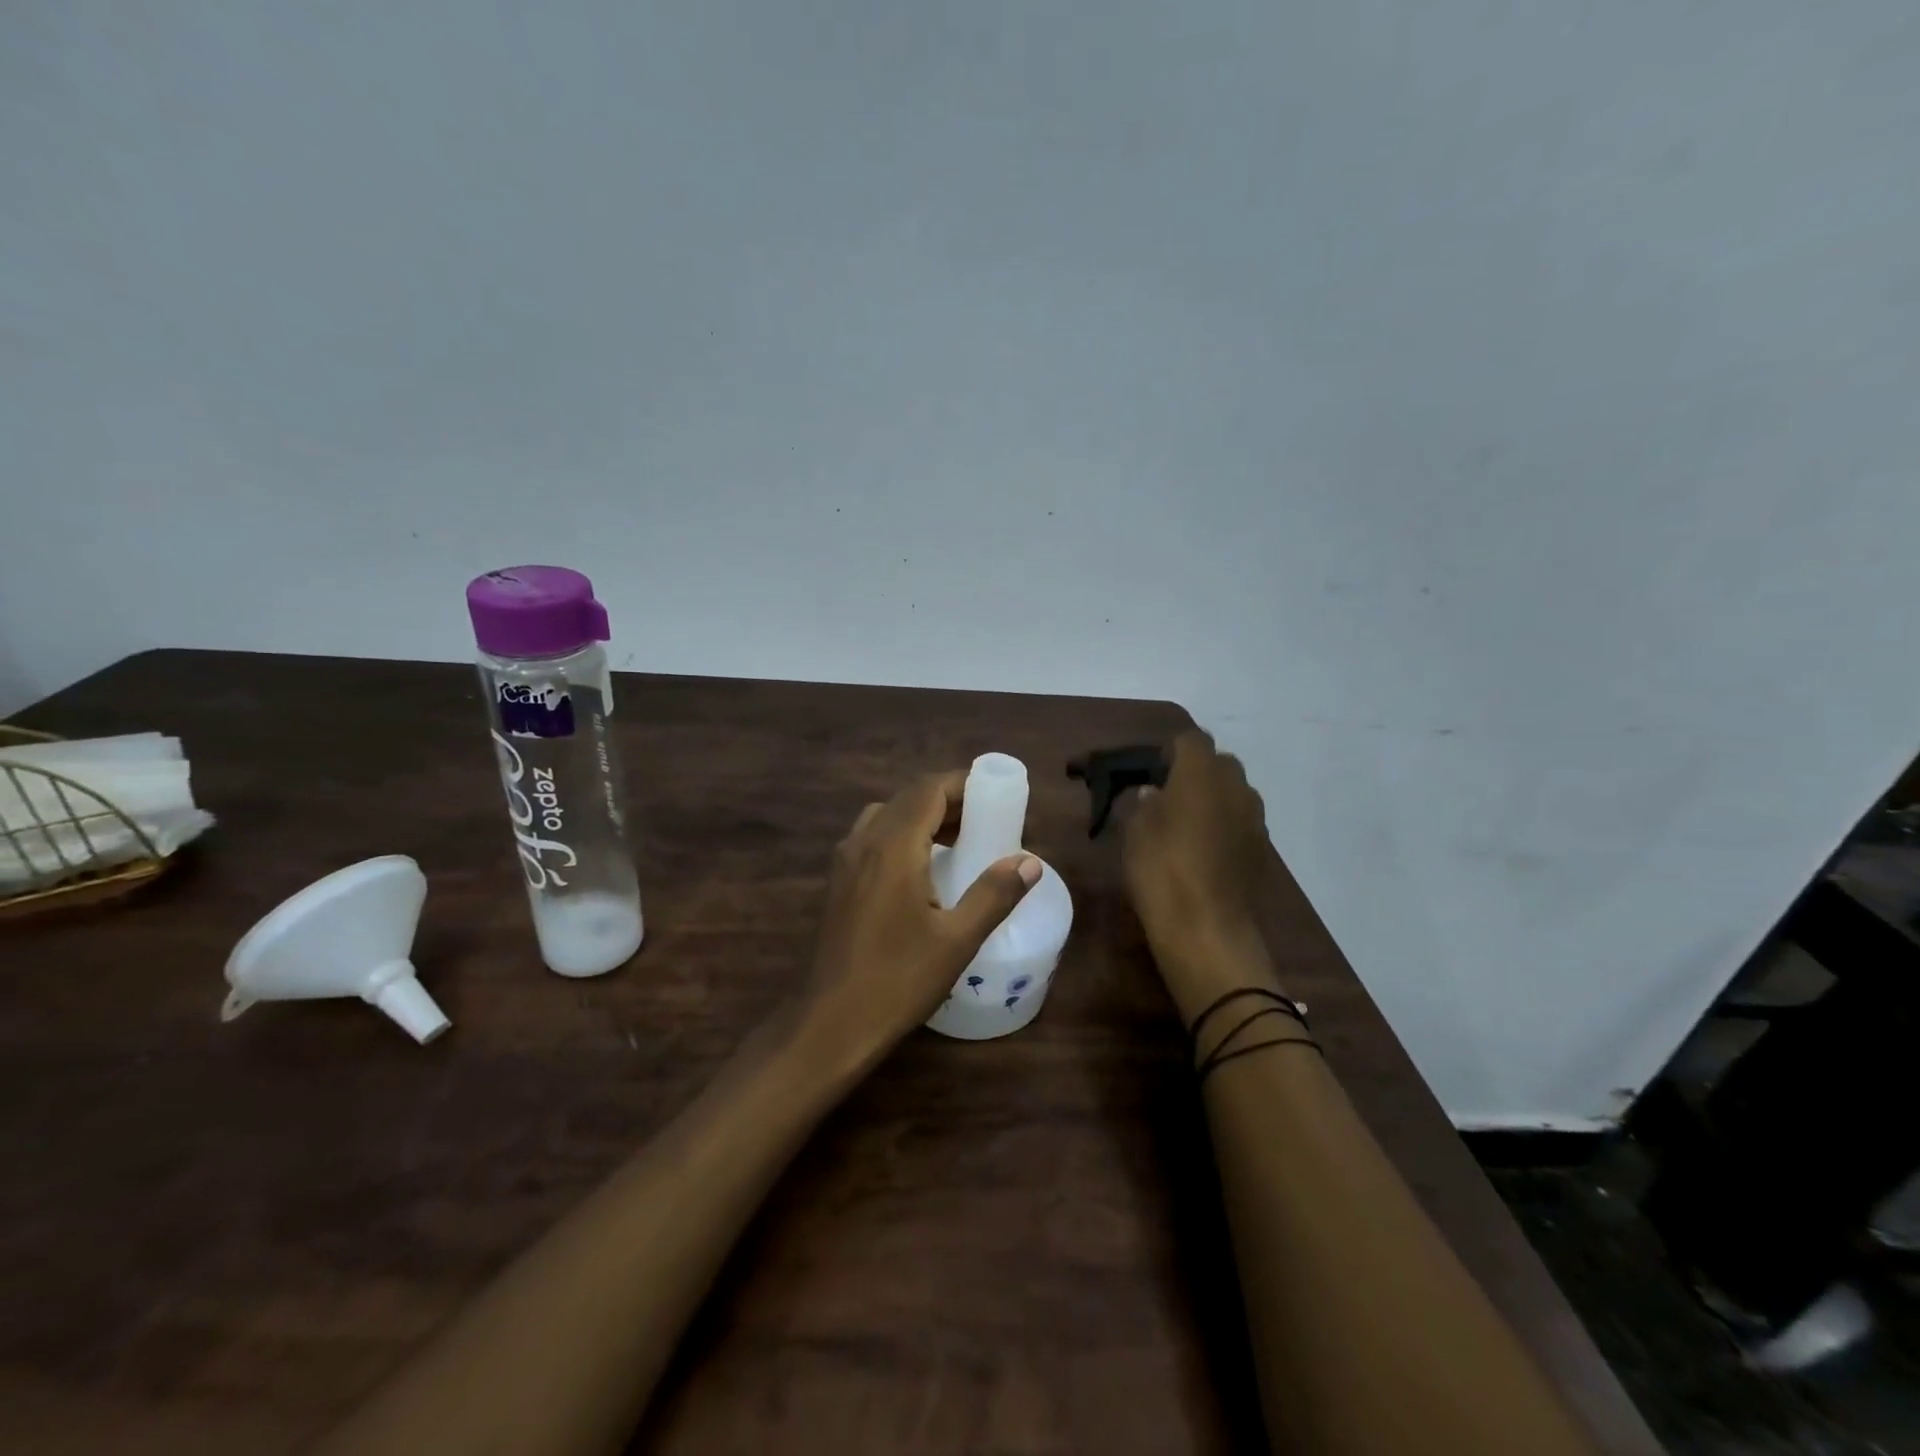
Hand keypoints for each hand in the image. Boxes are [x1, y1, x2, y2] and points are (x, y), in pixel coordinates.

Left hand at [800, 772, 1039, 1067]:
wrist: (830, 1023)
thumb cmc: (898, 980)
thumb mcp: (957, 939)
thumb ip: (994, 894)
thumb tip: (1030, 861)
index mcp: (892, 845)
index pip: (929, 789)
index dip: (963, 784)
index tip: (996, 795)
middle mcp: (863, 841)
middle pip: (908, 798)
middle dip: (948, 801)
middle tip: (986, 821)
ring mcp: (845, 861)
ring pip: (887, 816)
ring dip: (923, 817)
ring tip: (957, 842)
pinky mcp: (838, 882)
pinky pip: (872, 837)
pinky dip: (901, 835)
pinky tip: (921, 871)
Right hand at [1122, 731, 1280, 1019]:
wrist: (1206, 927)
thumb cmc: (1161, 868)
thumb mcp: (1134, 830)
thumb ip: (1143, 802)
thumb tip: (1153, 793)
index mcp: (1201, 772)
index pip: (1190, 739)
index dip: (1169, 751)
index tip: (1150, 771)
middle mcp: (1235, 786)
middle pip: (1217, 763)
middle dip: (1194, 772)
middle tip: (1166, 795)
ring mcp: (1254, 817)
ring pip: (1232, 792)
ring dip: (1211, 799)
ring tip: (1183, 823)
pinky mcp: (1261, 847)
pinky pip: (1240, 821)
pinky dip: (1223, 825)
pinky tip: (1202, 849)